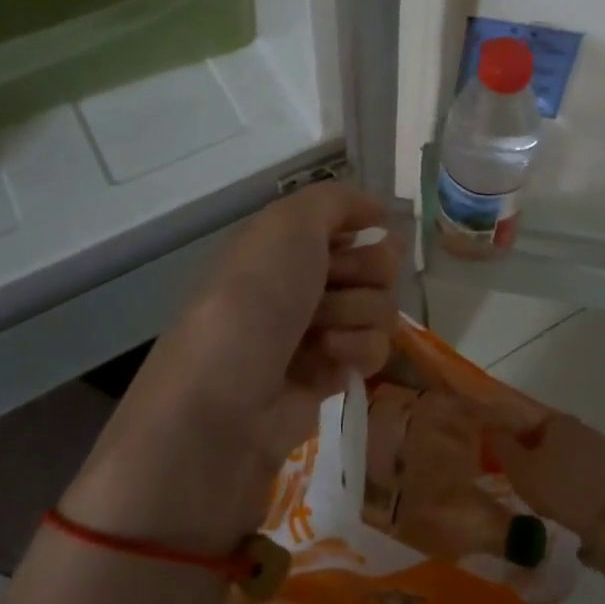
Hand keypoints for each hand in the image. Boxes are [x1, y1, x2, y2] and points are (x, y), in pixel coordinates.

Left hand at [149, 181, 401, 460]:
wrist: (224, 402)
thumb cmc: (254, 299)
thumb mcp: (287, 225)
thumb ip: (335, 201)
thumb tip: (377, 211)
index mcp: (285, 245)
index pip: (350, 225)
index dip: (366, 229)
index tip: (375, 232)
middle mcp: (303, 283)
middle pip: (375, 264)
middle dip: (366, 271)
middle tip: (336, 284)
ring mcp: (318, 331)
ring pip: (380, 307)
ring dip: (357, 314)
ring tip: (320, 334)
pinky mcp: (331, 375)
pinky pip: (374, 350)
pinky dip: (356, 351)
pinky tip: (328, 361)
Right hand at [487, 412, 604, 538]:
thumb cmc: (559, 488)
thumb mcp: (519, 468)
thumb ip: (502, 445)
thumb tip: (492, 429)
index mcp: (558, 420)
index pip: (527, 421)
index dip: (513, 440)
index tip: (506, 462)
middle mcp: (581, 426)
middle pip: (548, 437)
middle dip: (534, 454)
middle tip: (523, 479)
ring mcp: (600, 448)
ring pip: (566, 454)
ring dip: (554, 468)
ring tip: (544, 494)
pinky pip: (583, 471)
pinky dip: (572, 480)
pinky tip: (567, 500)